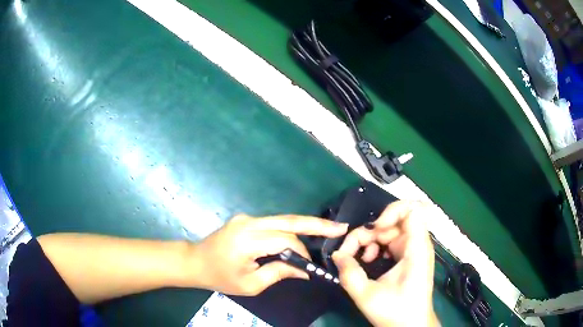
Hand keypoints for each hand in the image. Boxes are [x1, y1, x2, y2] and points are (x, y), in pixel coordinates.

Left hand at [185, 214, 347, 295]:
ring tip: (329, 230)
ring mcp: (247, 218)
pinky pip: (274, 223)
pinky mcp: (247, 220)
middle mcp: (249, 222)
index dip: (302, 252)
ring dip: (306, 225)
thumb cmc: (220, 277)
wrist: (194, 261)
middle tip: (340, 227)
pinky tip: (304, 235)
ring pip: (283, 219)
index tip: (310, 266)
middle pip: (289, 220)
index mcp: (247, 239)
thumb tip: (304, 270)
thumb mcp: (250, 284)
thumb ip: (279, 273)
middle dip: (317, 224)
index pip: (284, 240)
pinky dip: (291, 229)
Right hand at [332, 201, 438, 326]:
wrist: (411, 326)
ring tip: (361, 259)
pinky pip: (390, 241)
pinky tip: (368, 262)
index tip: (374, 229)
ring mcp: (412, 249)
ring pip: (389, 230)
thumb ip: (349, 273)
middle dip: (370, 232)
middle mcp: (417, 244)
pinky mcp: (408, 256)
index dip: (391, 212)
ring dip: (371, 240)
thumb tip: (337, 255)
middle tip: (351, 251)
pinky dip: (376, 247)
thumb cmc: (396, 312)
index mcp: (416, 248)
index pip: (412, 210)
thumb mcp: (367, 295)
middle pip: (393, 220)